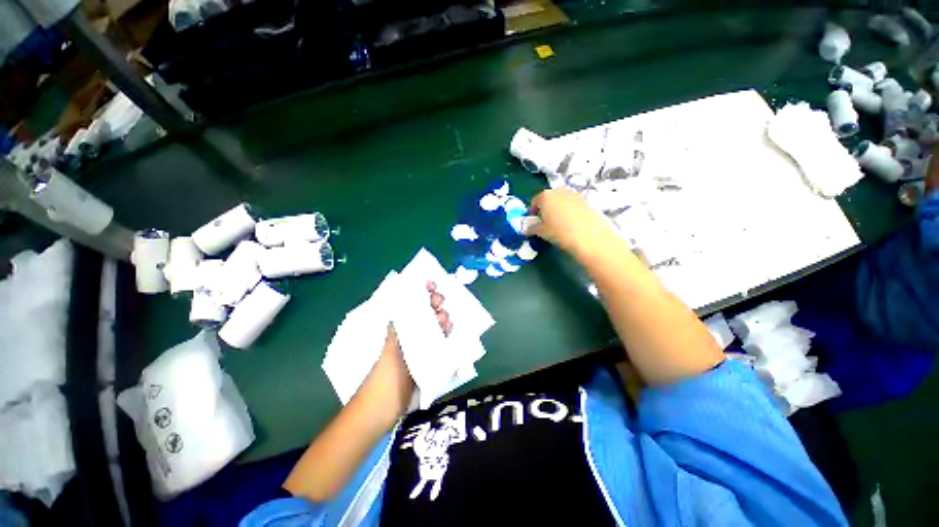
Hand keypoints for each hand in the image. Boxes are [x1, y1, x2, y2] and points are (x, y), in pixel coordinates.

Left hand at [365, 281, 452, 416]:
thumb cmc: (384, 377)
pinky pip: (440, 345)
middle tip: (439, 302)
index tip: (431, 284)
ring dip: (442, 321)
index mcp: (400, 329)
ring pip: (435, 328)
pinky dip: (446, 337)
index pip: (412, 306)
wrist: (383, 411)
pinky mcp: (429, 361)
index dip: (421, 293)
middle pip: (426, 315)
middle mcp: (411, 336)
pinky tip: (451, 333)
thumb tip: (401, 303)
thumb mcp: (392, 349)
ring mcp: (420, 349)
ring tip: (445, 320)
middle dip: (434, 305)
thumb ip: (399, 328)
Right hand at [529, 187, 618, 257]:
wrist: (589, 236)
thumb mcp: (541, 232)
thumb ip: (532, 228)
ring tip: (559, 224)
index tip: (534, 222)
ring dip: (558, 209)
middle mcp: (559, 191)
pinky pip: (572, 204)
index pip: (535, 201)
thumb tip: (527, 228)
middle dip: (546, 208)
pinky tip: (571, 223)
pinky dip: (569, 211)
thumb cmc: (560, 232)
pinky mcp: (586, 200)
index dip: (533, 212)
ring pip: (561, 200)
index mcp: (545, 196)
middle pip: (549, 198)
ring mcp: (574, 194)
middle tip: (546, 222)